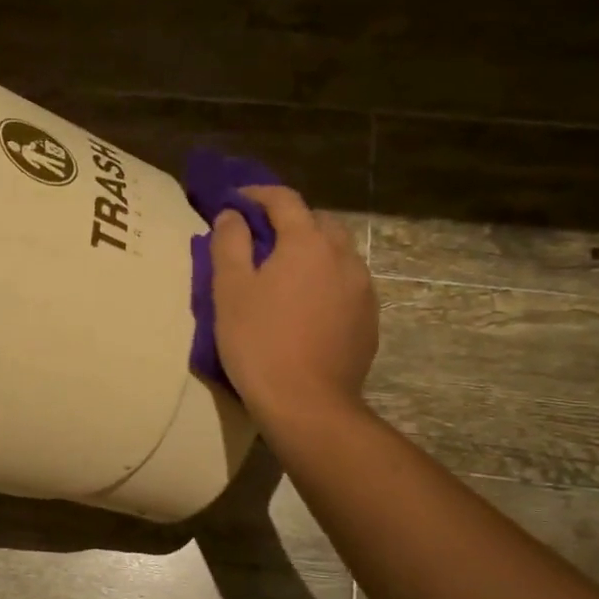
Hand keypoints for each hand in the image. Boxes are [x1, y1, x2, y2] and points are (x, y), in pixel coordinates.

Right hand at [212, 186, 376, 425]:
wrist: (307, 403)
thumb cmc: (259, 342)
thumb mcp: (230, 290)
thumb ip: (229, 243)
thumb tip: (231, 215)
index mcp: (307, 242)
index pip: (284, 200)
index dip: (257, 194)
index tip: (235, 200)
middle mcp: (343, 256)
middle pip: (318, 222)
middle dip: (290, 222)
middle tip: (262, 240)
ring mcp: (363, 289)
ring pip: (338, 253)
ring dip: (312, 252)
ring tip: (287, 275)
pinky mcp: (369, 319)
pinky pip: (347, 285)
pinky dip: (327, 281)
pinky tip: (308, 307)